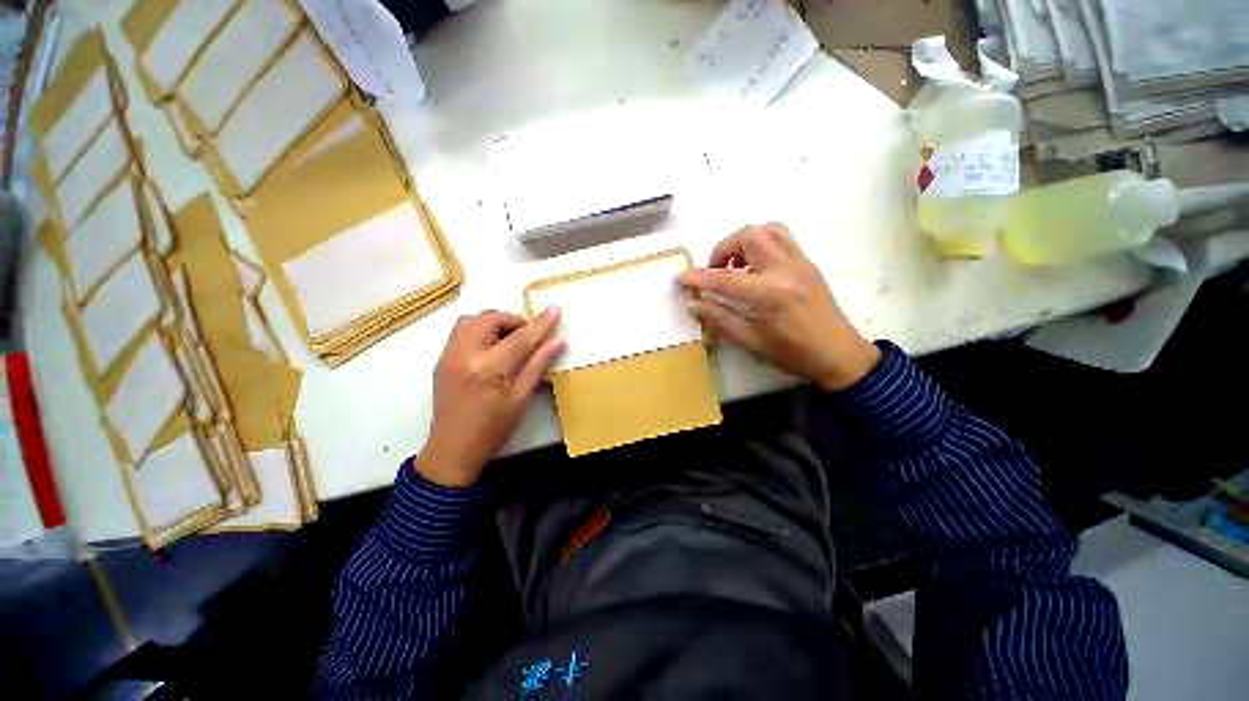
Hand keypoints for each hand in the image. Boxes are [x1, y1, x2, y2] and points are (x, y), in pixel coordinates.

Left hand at [417, 308, 564, 487]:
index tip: (554, 309)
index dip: (540, 323)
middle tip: (527, 337)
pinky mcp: (442, 360)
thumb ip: (538, 366)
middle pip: (490, 319)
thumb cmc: (492, 429)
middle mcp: (464, 355)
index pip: (520, 338)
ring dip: (493, 323)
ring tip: (508, 341)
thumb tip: (557, 342)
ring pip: (471, 321)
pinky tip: (491, 351)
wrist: (451, 450)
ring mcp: (448, 356)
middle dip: (512, 321)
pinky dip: (480, 331)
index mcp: (488, 369)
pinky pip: (461, 332)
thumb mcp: (520, 400)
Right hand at [677, 223, 879, 391]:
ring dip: (744, 241)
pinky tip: (757, 267)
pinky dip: (763, 243)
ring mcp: (800, 262)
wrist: (840, 354)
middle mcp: (785, 269)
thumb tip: (694, 304)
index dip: (697, 277)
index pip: (723, 278)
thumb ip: (720, 319)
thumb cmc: (794, 354)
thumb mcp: (752, 342)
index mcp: (769, 294)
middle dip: (723, 249)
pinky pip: (783, 238)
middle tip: (714, 271)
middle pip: (747, 236)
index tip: (680, 278)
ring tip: (736, 265)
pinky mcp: (808, 263)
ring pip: (768, 229)